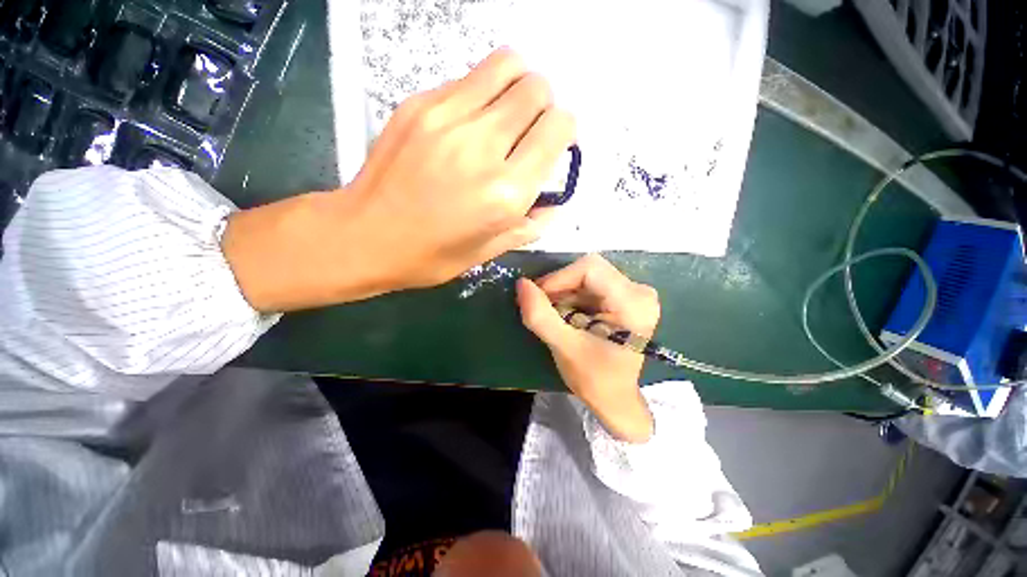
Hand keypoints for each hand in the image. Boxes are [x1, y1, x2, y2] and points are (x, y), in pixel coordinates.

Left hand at [350, 48, 575, 290]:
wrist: (364, 236)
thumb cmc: (431, 255)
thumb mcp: (489, 252)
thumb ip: (529, 225)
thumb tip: (551, 203)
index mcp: (505, 192)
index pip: (558, 128)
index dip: (565, 131)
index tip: (553, 145)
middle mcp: (483, 147)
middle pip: (537, 89)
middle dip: (545, 107)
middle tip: (530, 131)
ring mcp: (448, 117)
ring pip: (507, 65)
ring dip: (518, 86)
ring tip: (506, 116)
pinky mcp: (420, 104)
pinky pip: (470, 77)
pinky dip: (484, 92)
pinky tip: (470, 121)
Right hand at [517, 255, 659, 442]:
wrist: (615, 398)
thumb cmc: (594, 378)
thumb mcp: (563, 347)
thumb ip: (540, 315)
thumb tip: (521, 283)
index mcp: (633, 303)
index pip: (589, 269)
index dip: (559, 278)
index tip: (539, 297)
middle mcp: (639, 291)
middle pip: (589, 270)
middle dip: (560, 287)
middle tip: (543, 307)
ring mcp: (635, 293)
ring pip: (587, 276)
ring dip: (564, 293)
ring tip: (554, 315)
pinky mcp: (625, 297)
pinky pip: (591, 284)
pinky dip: (572, 296)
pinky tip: (566, 315)